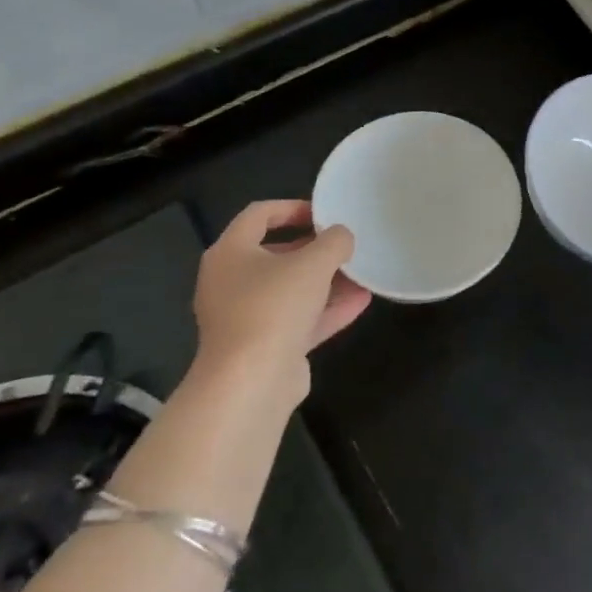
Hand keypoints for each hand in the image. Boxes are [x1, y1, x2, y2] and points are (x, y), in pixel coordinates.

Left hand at [192, 200, 370, 391]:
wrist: (250, 384)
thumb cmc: (274, 307)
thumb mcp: (314, 262)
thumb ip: (334, 241)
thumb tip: (341, 237)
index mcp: (230, 253)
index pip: (259, 214)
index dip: (293, 207)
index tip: (325, 213)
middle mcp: (230, 282)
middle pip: (275, 254)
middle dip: (314, 248)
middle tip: (344, 244)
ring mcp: (244, 318)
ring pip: (289, 290)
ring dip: (325, 281)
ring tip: (361, 272)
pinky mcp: (262, 348)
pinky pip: (297, 320)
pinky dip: (325, 309)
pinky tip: (361, 302)